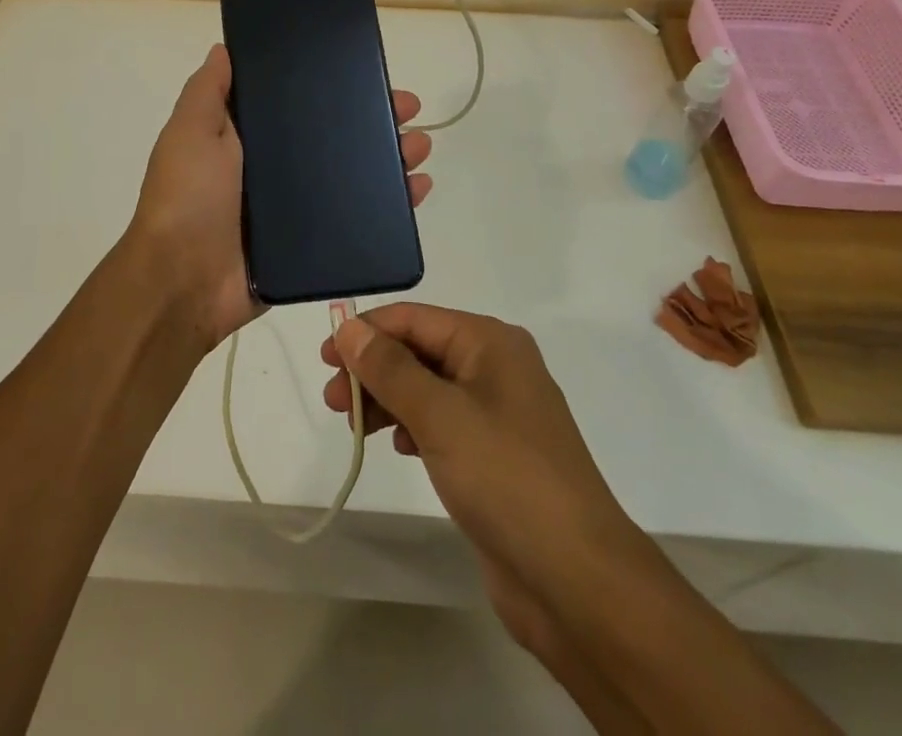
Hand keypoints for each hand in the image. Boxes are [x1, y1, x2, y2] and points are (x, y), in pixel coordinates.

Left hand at [123, 44, 433, 349]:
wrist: (183, 282)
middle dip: (373, 122)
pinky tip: (417, 190)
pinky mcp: (311, 247)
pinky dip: (389, 207)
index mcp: (247, 141)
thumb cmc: (187, 197)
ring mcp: (294, 211)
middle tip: (410, 109)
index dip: (332, 89)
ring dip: (389, 160)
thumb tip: (225, 48)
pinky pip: (356, 221)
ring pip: (352, 177)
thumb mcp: (190, 131)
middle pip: (334, 140)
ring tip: (421, 147)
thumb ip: (208, 91)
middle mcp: (273, 171)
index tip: (365, 73)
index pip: (298, 105)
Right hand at [320, 305, 644, 666]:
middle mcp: (496, 367)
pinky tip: (397, 446)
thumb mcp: (439, 415)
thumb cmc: (506, 478)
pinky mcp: (495, 455)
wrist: (577, 581)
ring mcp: (498, 413)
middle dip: (373, 370)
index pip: (413, 319)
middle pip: (418, 352)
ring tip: (354, 428)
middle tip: (332, 402)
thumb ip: (389, 368)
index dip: (366, 333)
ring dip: (387, 400)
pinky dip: (412, 426)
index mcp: (490, 342)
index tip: (324, 359)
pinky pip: (442, 423)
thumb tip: (348, 327)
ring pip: (427, 389)